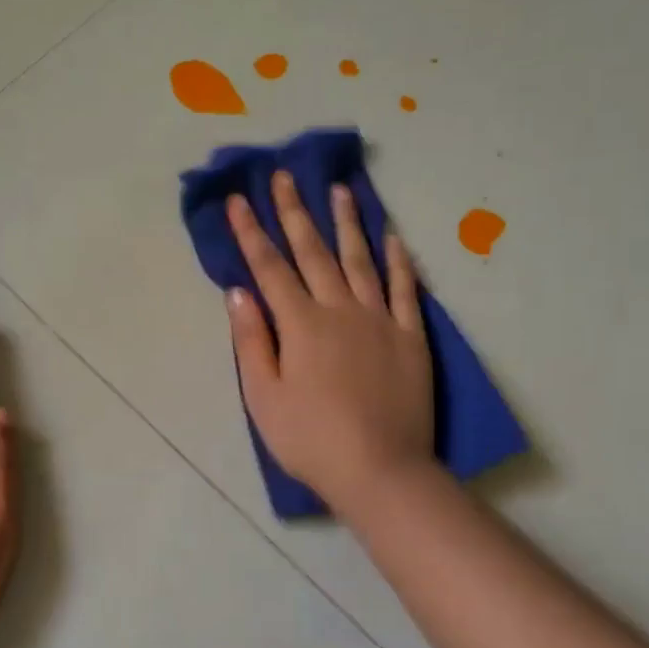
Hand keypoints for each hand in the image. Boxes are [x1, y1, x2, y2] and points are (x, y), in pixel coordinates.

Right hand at [226, 172, 438, 519]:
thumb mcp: (263, 397)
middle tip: (285, 177)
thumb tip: (238, 293)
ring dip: (347, 223)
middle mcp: (340, 310)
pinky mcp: (410, 337)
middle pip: (313, 252)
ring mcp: (380, 320)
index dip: (251, 233)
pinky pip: (404, 289)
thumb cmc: (310, 439)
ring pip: (361, 259)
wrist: (380, 470)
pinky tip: (393, 236)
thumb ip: (251, 341)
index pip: (269, 268)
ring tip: (341, 190)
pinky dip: (398, 260)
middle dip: (295, 212)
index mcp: (300, 324)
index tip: (238, 200)